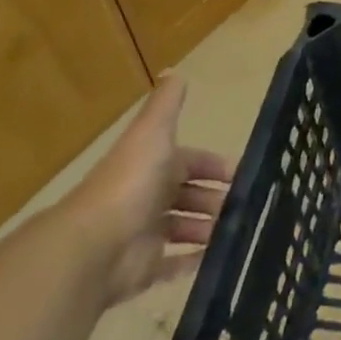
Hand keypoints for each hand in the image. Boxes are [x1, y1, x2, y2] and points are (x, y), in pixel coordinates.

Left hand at [64, 73, 233, 306]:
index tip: (243, 174)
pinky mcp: (143, 269)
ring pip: (185, 229)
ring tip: (237, 232)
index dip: (215, 166)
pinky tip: (218, 259)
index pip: (191, 161)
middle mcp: (149, 197)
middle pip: (190, 195)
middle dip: (216, 199)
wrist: (94, 245)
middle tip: (246, 206)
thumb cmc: (130, 182)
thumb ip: (165, 104)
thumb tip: (174, 70)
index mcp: (154, 166)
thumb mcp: (152, 132)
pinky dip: (194, 262)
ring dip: (209, 229)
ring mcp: (145, 234)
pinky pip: (173, 265)